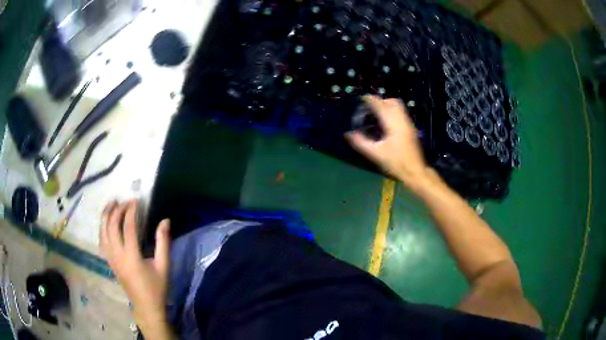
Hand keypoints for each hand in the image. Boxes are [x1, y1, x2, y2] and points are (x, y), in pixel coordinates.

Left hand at [100, 199, 172, 337]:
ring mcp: (111, 258)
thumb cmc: (157, 288)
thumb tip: (165, 221)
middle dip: (117, 210)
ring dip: (106, 216)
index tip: (136, 200)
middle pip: (111, 226)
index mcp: (131, 256)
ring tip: (111, 204)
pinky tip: (106, 222)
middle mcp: (117, 255)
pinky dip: (102, 228)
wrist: (146, 306)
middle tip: (125, 201)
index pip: (127, 227)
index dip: (130, 211)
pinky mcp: (109, 262)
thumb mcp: (164, 266)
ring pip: (102, 232)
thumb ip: (163, 242)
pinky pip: (101, 241)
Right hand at [346, 95, 427, 186]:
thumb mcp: (376, 154)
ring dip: (388, 105)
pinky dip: (393, 111)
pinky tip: (387, 122)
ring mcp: (408, 123)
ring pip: (399, 106)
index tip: (363, 98)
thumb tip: (348, 134)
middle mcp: (402, 120)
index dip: (371, 100)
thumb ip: (361, 143)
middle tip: (371, 107)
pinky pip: (401, 112)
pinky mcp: (411, 128)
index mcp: (392, 124)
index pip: (381, 106)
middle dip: (381, 100)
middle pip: (392, 102)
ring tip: (378, 113)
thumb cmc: (395, 163)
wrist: (415, 172)